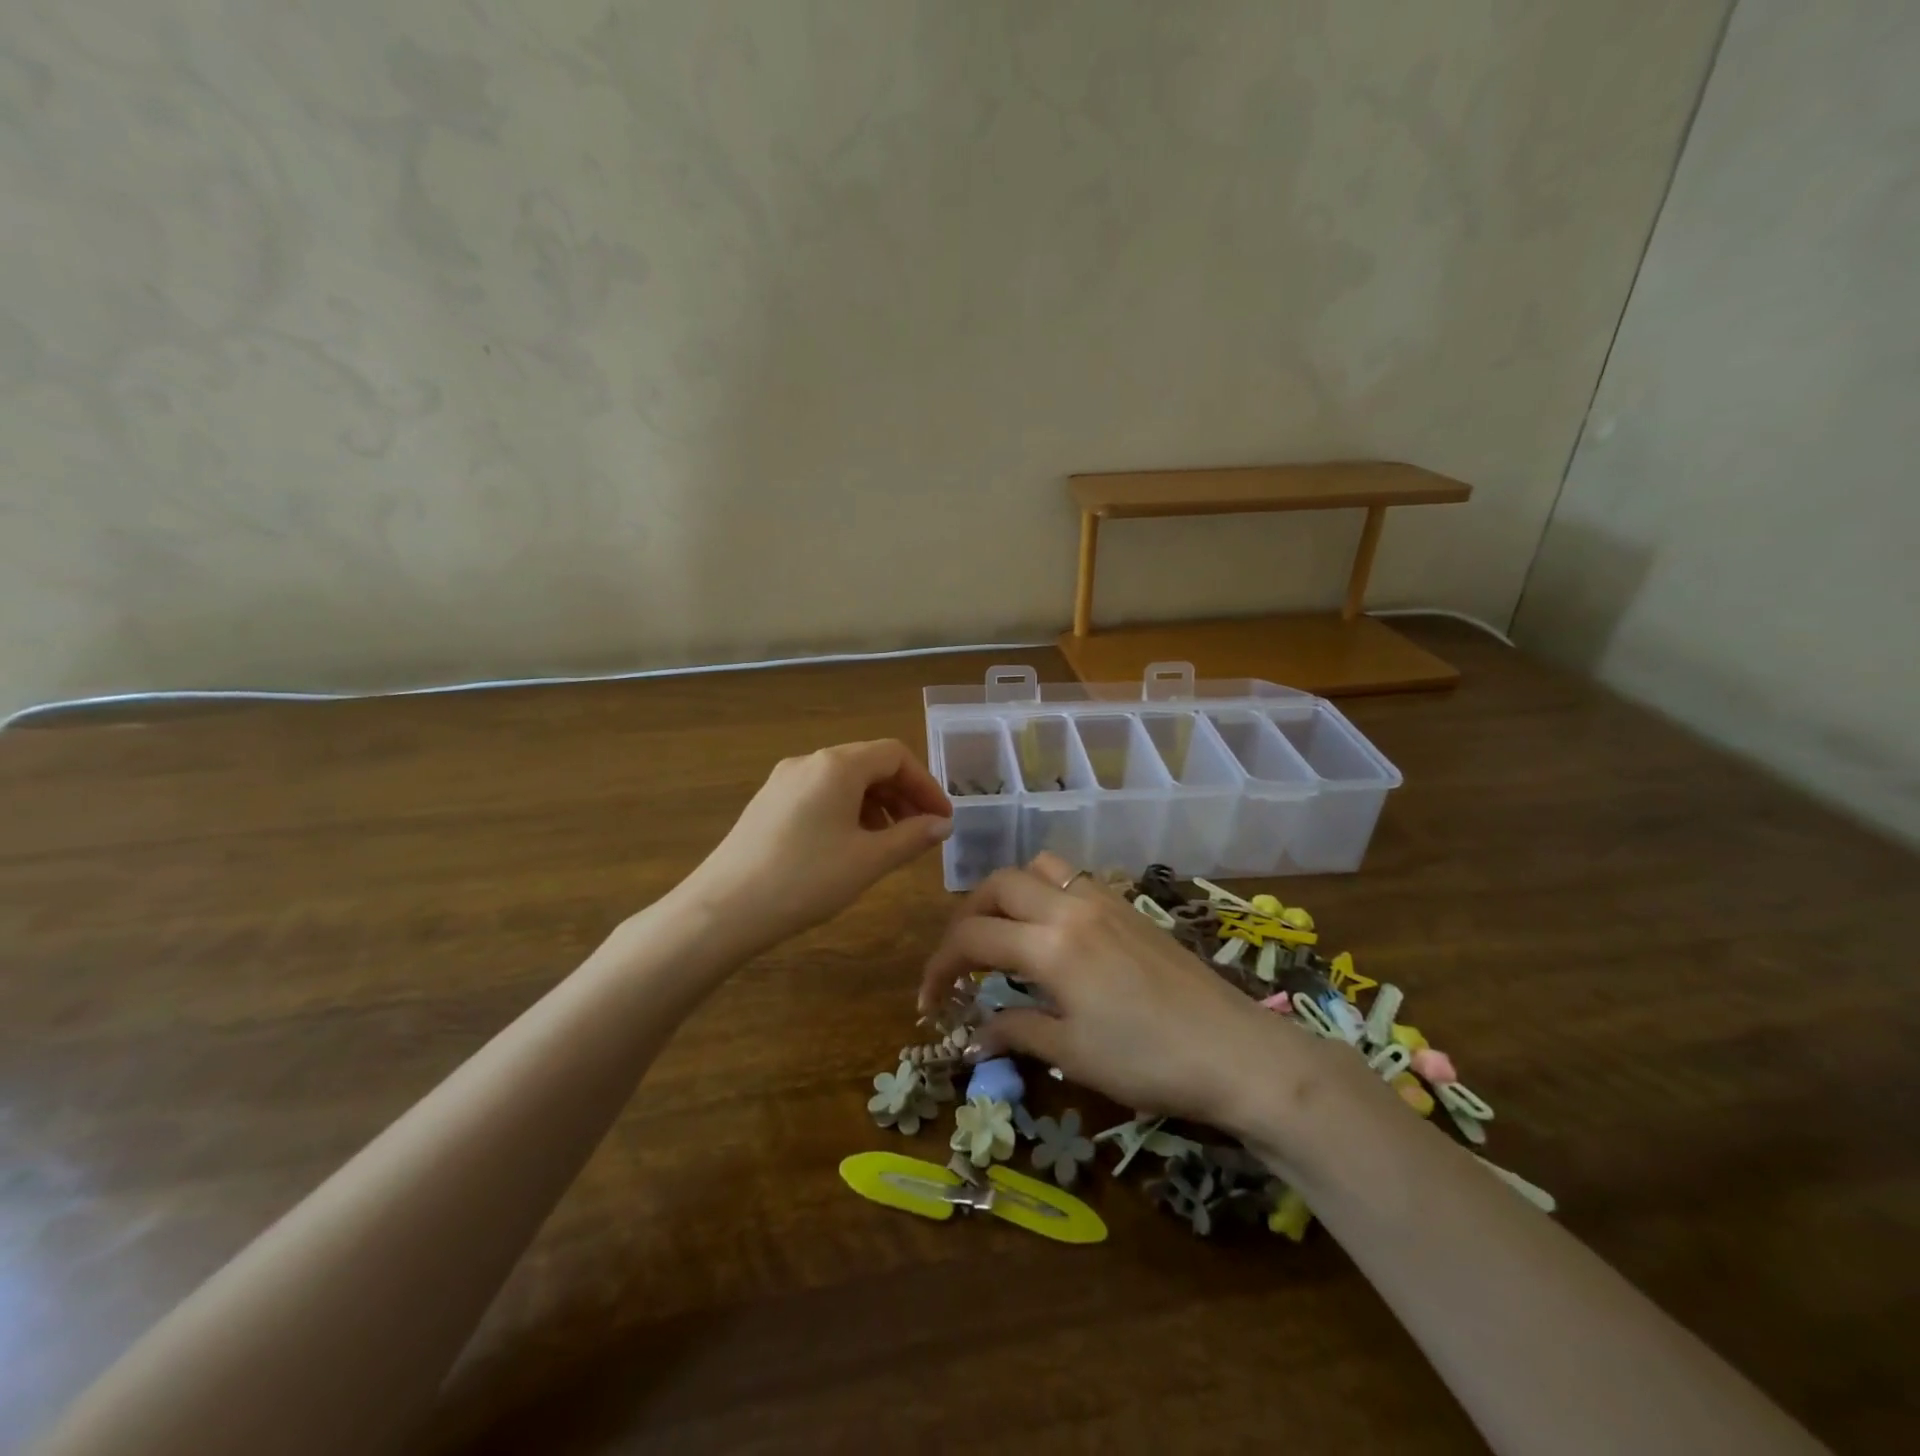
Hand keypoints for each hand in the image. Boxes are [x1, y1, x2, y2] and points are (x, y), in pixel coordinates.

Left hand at [678, 740, 951, 953]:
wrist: (723, 910)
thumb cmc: (805, 880)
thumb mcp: (868, 860)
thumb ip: (911, 837)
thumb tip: (941, 824)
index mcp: (837, 766)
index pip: (895, 756)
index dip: (926, 784)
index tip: (942, 819)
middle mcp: (809, 762)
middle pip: (869, 764)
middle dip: (902, 794)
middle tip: (921, 831)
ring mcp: (783, 781)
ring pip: (843, 780)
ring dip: (876, 804)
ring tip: (888, 842)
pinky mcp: (767, 803)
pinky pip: (820, 794)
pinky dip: (847, 811)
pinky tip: (849, 846)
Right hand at [919, 852, 1356, 1138]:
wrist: (1234, 1051)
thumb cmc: (1147, 1061)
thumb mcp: (1072, 1053)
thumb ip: (1016, 1030)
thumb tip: (975, 1033)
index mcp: (1049, 944)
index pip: (972, 937)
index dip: (940, 966)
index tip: (930, 999)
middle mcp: (1070, 907)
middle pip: (998, 885)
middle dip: (968, 917)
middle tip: (962, 958)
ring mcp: (1104, 899)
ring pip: (1039, 868)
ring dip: (1009, 892)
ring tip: (1005, 932)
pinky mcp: (1129, 906)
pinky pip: (1073, 878)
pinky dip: (1046, 892)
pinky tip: (1054, 932)